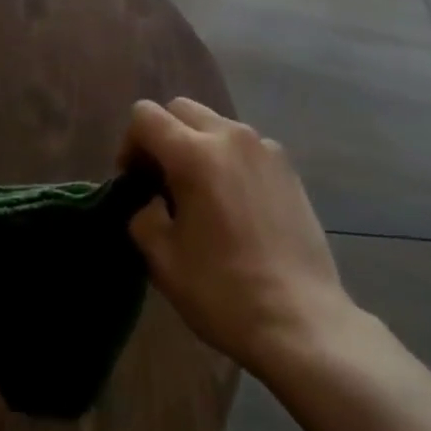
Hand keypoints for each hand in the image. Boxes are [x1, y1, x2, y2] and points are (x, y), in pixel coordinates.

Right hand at [119, 98, 351, 375]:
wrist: (301, 320)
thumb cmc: (223, 291)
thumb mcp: (163, 259)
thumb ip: (143, 215)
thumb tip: (149, 201)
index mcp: (194, 154)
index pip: (145, 116)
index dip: (129, 144)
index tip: (134, 182)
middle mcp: (231, 137)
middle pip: (181, 109)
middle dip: (163, 137)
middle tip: (161, 183)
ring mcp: (265, 149)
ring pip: (216, 124)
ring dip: (197, 146)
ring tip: (200, 195)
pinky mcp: (288, 168)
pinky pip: (245, 146)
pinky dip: (229, 160)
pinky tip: (235, 205)